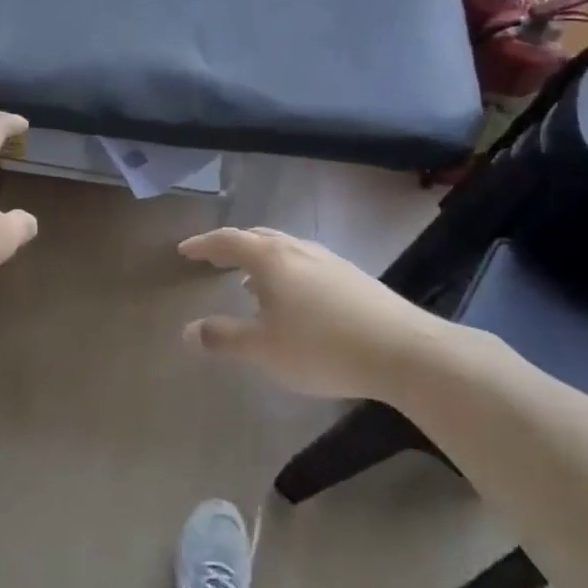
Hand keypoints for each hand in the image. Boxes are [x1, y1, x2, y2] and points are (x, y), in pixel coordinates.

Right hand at [177, 227, 448, 399]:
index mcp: (270, 259)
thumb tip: (187, 331)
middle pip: (257, 237)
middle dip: (231, 246)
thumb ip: (223, 338)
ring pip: (284, 248)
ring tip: (248, 280)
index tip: (184, 250)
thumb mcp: (263, 349)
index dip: (203, 244)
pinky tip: (293, 298)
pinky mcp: (353, 277)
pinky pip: (305, 262)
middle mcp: (297, 249)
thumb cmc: (321, 347)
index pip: (227, 241)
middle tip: (213, 258)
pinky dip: (285, 270)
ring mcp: (328, 260)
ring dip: (260, 258)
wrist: (403, 351)